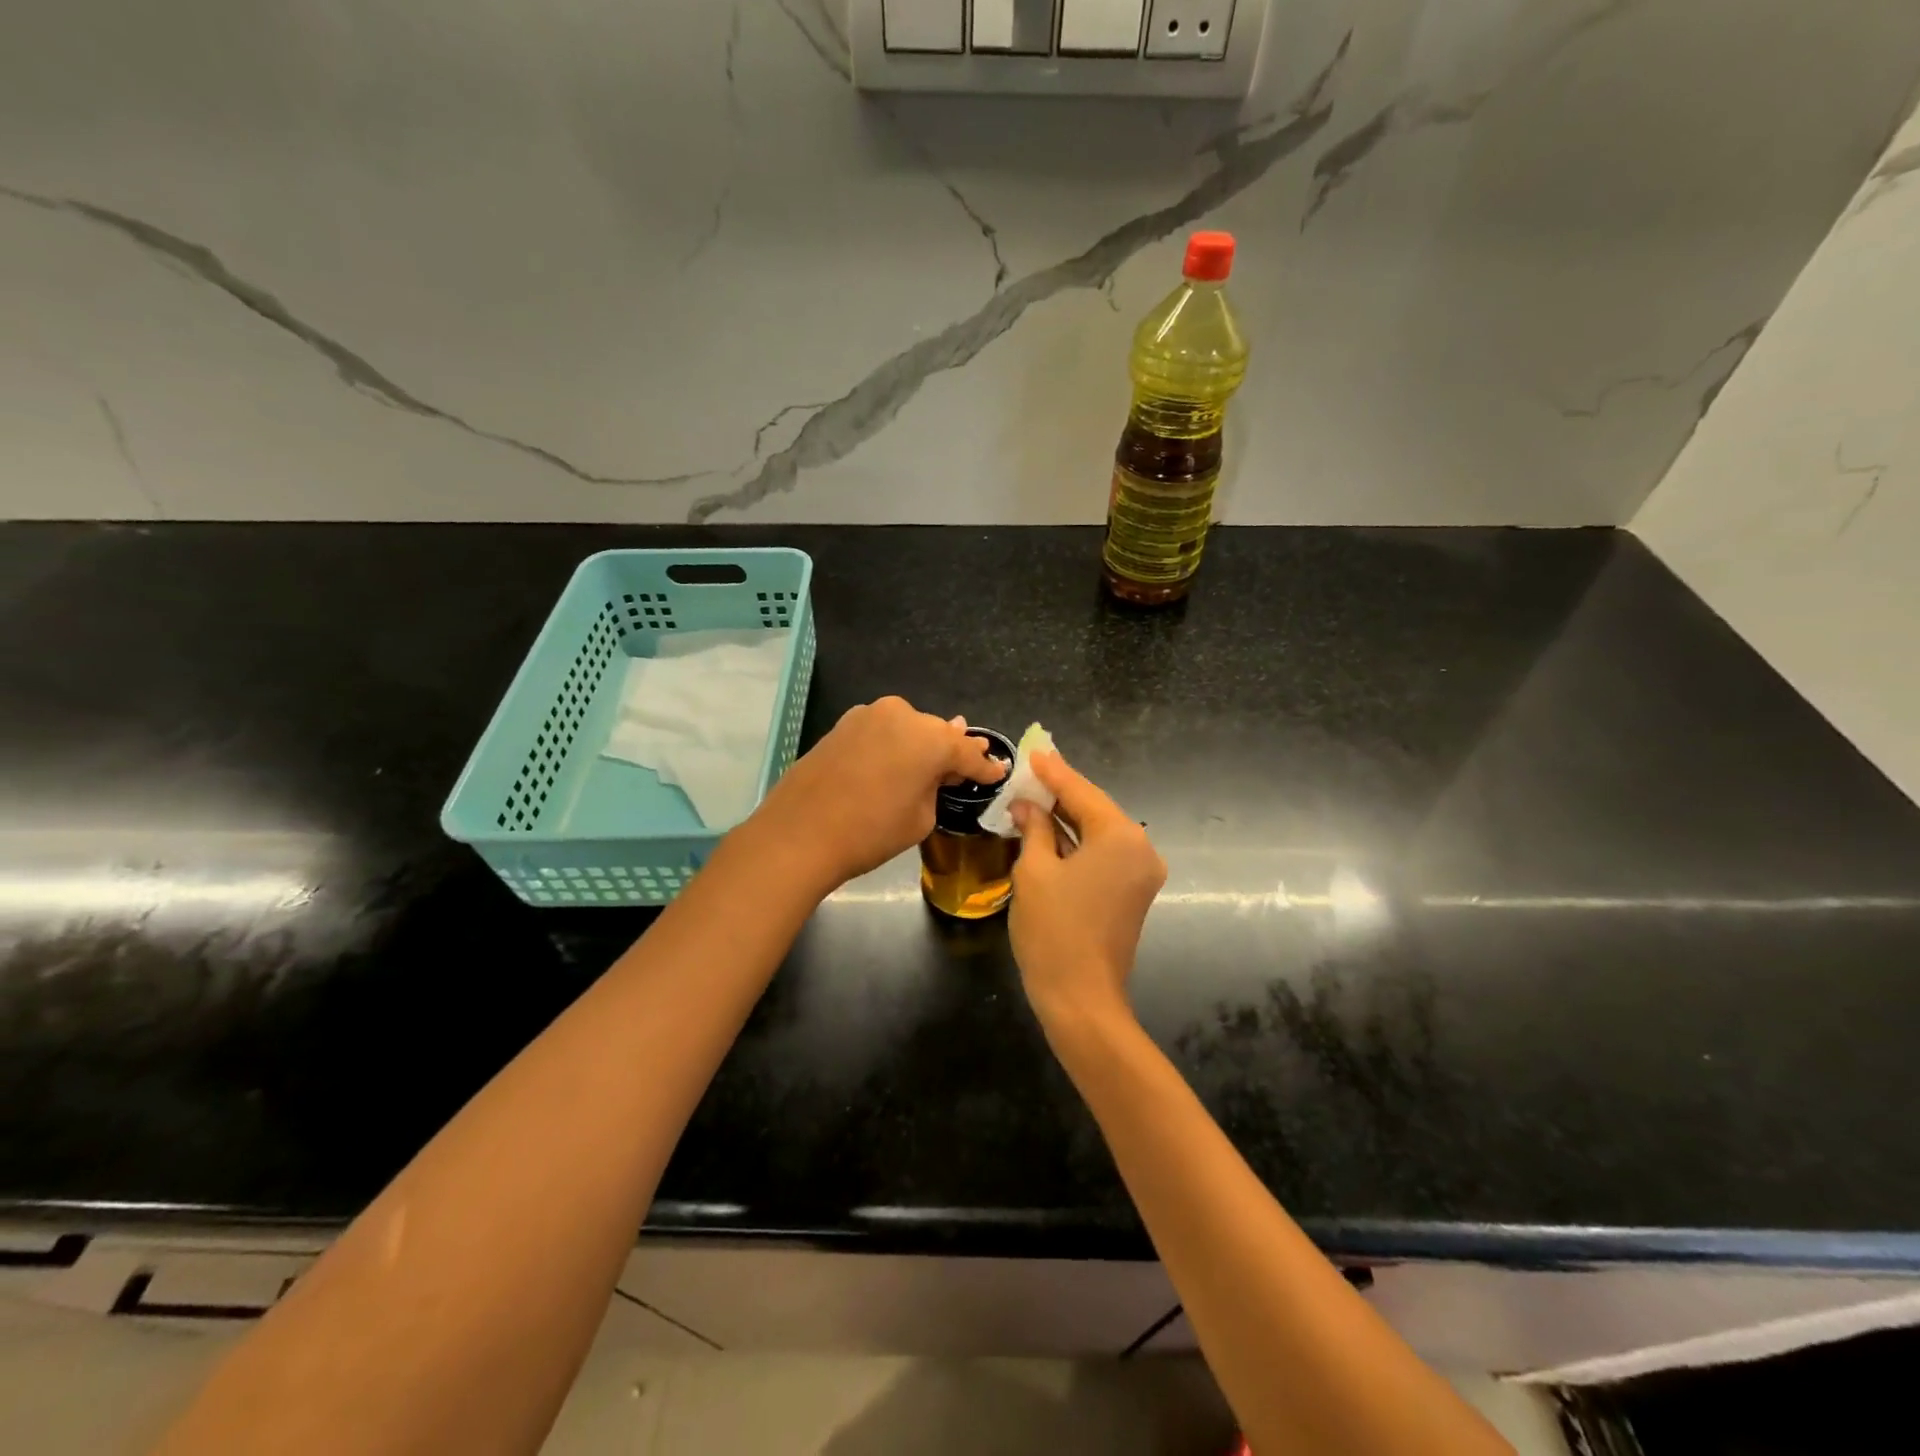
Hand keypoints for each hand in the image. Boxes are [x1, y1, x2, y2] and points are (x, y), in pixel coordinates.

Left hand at [752, 696, 1004, 890]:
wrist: (799, 834)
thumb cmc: (870, 832)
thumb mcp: (921, 817)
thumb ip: (937, 786)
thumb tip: (940, 770)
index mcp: (930, 738)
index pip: (967, 752)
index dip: (984, 767)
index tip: (998, 772)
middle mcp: (902, 715)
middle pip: (936, 734)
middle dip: (950, 752)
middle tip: (963, 770)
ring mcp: (868, 715)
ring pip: (907, 729)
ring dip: (919, 745)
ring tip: (928, 765)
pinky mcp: (843, 725)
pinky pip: (881, 732)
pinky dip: (892, 745)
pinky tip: (894, 762)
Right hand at [1008, 751, 1166, 1030]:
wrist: (1081, 999)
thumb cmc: (1053, 930)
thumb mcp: (1034, 871)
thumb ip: (1035, 828)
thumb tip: (1028, 806)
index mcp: (1121, 836)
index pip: (1081, 792)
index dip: (1053, 773)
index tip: (1034, 752)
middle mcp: (1141, 848)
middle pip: (1095, 809)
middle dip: (1062, 793)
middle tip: (1032, 771)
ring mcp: (1142, 873)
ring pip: (1100, 832)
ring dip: (1068, 818)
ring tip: (1035, 796)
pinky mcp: (1134, 892)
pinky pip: (1104, 854)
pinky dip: (1079, 842)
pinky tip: (1052, 831)